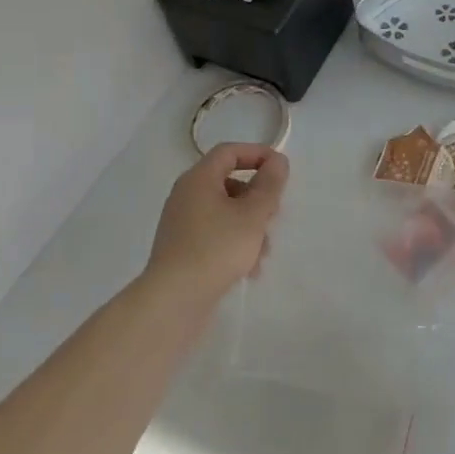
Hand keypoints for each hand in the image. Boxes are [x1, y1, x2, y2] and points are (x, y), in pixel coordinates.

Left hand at [145, 144, 286, 307]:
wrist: (173, 301)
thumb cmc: (216, 249)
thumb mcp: (253, 214)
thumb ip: (269, 184)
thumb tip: (277, 161)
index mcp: (199, 179)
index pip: (229, 152)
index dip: (258, 154)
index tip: (281, 170)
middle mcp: (186, 195)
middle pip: (229, 182)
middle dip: (257, 198)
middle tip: (274, 216)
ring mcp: (182, 223)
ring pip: (225, 212)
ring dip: (249, 225)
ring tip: (263, 253)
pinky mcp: (182, 249)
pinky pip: (214, 234)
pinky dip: (234, 243)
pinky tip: (249, 268)